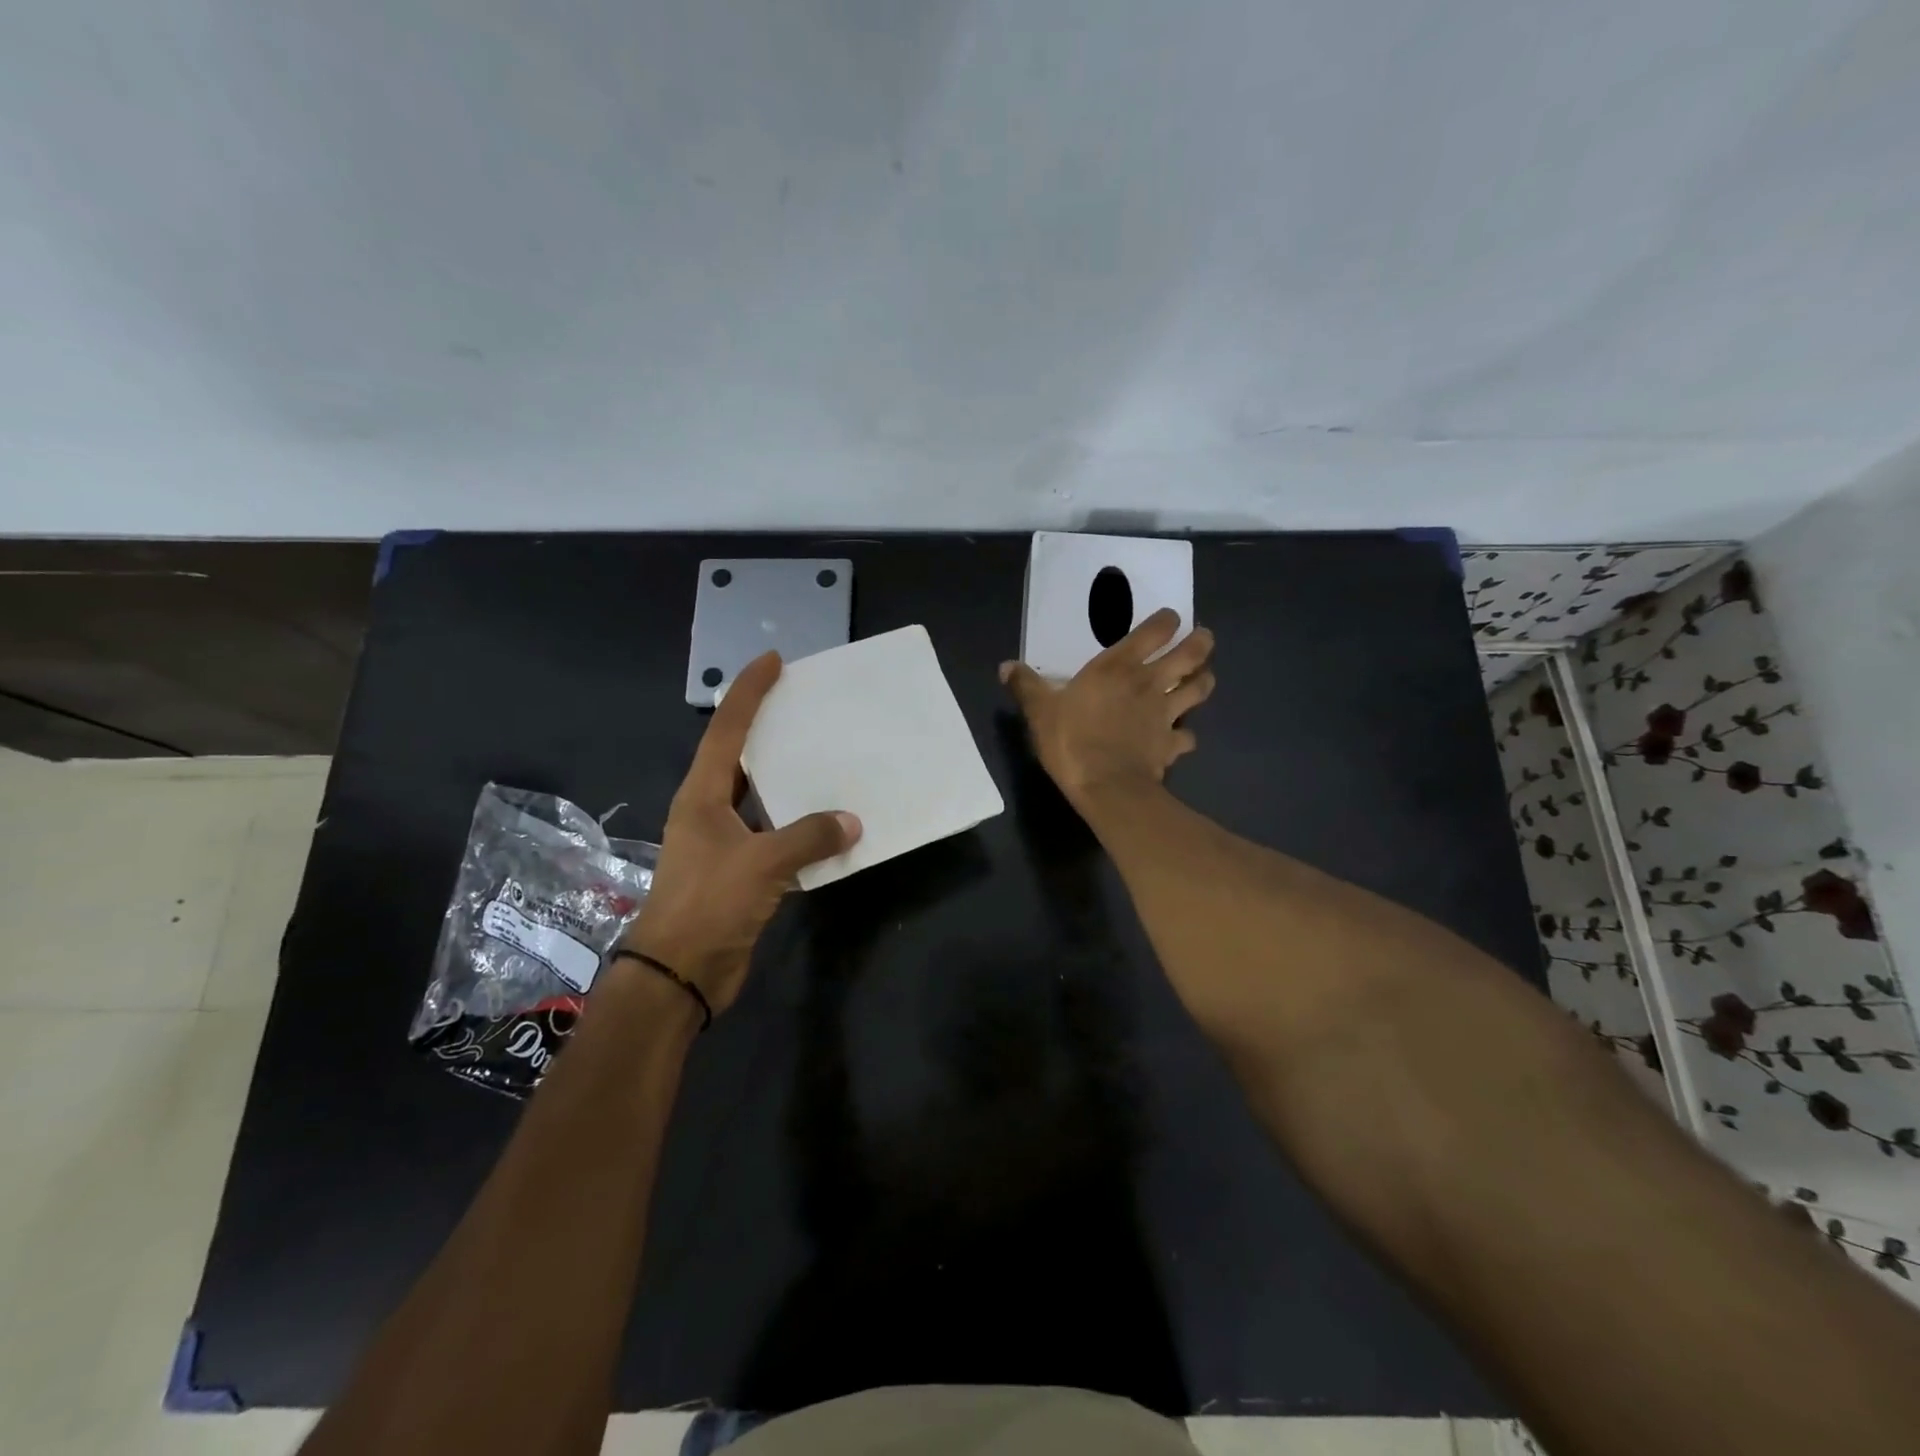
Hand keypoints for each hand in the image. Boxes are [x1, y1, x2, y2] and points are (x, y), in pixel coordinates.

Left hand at [618, 652, 859, 1015]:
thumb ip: (809, 837)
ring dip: (788, 780)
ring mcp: (723, 842)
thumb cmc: (709, 904)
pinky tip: (829, 822)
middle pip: (740, 757)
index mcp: (702, 796)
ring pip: (760, 797)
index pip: (725, 731)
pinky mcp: (739, 871)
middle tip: (805, 705)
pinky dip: (800, 826)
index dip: (748, 693)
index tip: (772, 661)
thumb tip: (852, 822)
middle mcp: (709, 811)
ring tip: (825, 757)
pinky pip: (775, 834)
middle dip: (768, 728)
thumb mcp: (762, 863)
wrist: (679, 974)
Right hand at [1000, 608, 1214, 803]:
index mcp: (1118, 667)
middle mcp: (1150, 684)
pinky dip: (1187, 736)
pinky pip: (1188, 737)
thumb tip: (1006, 666)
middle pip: (1191, 654)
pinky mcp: (1171, 745)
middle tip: (1204, 639)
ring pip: (1200, 690)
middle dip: (1201, 643)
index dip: (1167, 621)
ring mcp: (1166, 715)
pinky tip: (1180, 738)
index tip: (1170, 619)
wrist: (1105, 786)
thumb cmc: (1071, 740)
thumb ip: (1026, 686)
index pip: (1155, 631)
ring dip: (1204, 681)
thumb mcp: (1040, 710)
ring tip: (1202, 679)